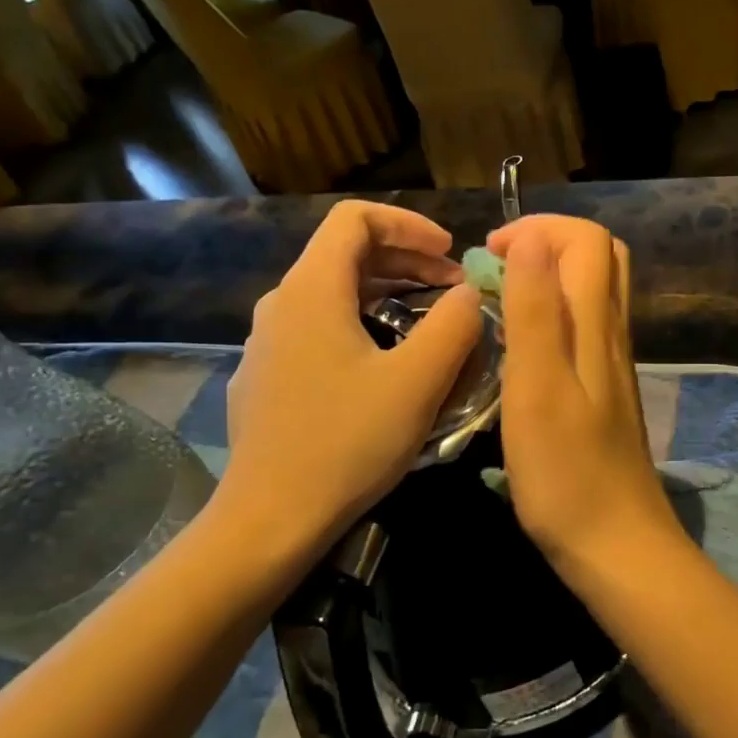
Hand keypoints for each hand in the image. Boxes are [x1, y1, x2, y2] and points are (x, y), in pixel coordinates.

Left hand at [217, 201, 482, 560]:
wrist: (270, 519)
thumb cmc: (347, 443)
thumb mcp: (417, 382)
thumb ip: (454, 325)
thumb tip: (471, 293)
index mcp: (312, 290)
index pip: (354, 219)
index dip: (408, 225)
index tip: (449, 253)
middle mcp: (281, 304)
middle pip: (344, 253)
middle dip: (406, 260)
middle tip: (453, 289)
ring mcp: (267, 343)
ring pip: (332, 293)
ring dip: (386, 294)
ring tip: (428, 322)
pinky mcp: (266, 377)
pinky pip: (318, 328)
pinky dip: (360, 324)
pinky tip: (384, 364)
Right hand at [490, 216, 680, 586]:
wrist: (615, 545)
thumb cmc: (566, 473)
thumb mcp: (537, 387)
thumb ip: (536, 310)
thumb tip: (532, 239)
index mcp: (596, 326)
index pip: (588, 240)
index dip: (539, 229)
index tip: (488, 255)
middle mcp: (611, 335)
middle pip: (599, 258)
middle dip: (546, 244)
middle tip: (496, 268)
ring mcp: (611, 365)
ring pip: (592, 294)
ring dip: (547, 278)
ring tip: (498, 300)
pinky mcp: (603, 393)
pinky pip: (583, 330)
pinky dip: (550, 315)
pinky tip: (518, 349)